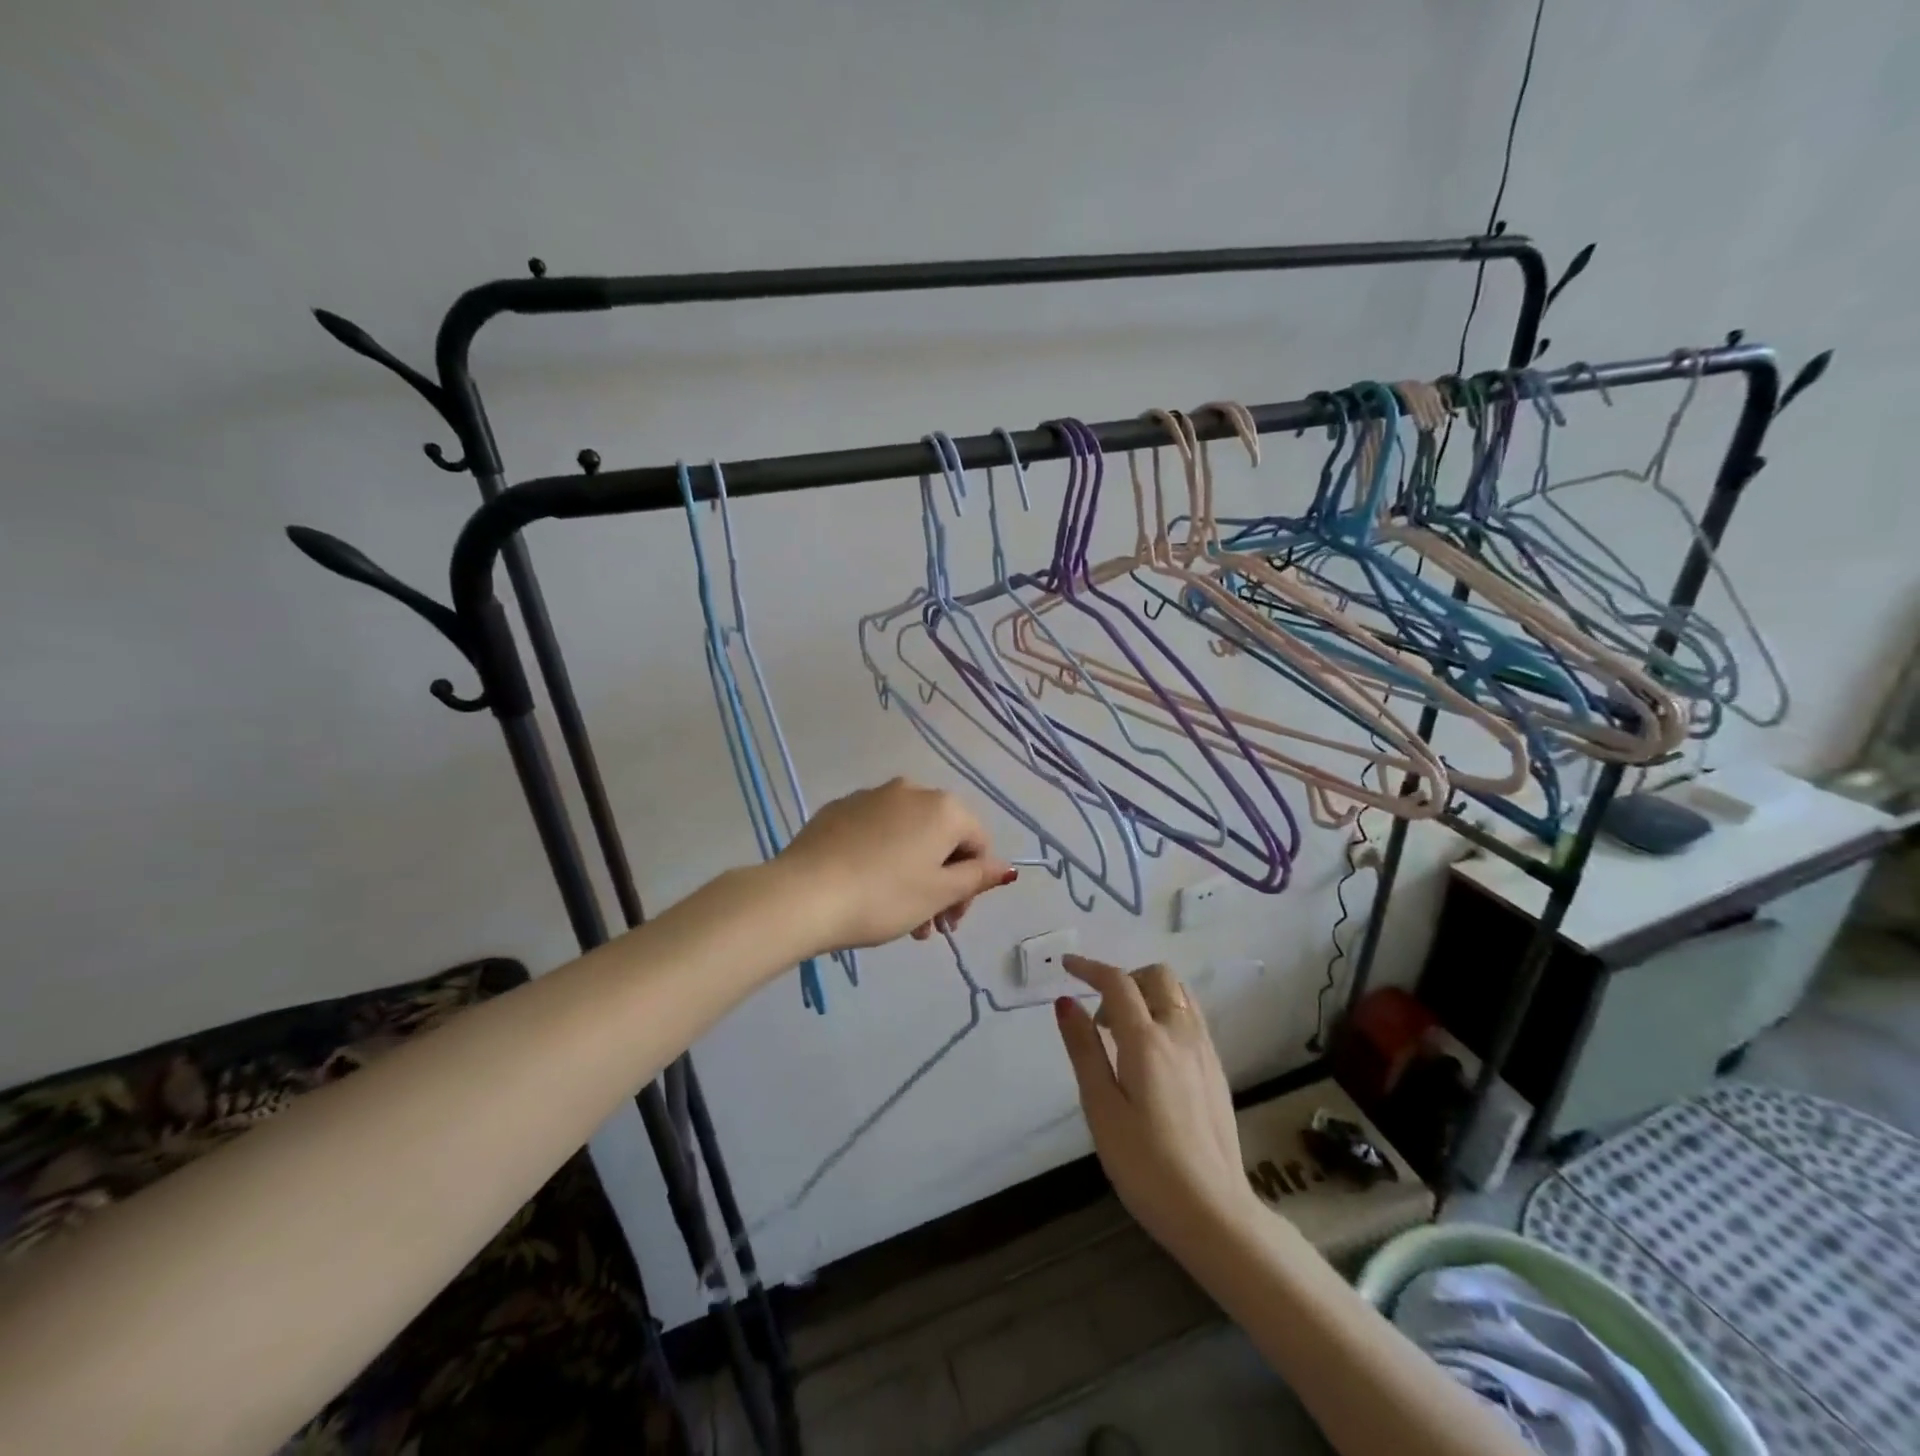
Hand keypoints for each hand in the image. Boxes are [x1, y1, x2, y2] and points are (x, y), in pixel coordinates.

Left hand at [775, 779, 1015, 953]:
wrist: (804, 894)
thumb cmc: (884, 897)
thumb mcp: (938, 894)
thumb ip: (977, 878)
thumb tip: (1004, 867)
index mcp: (943, 807)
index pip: (978, 842)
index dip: (973, 884)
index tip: (953, 920)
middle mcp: (910, 790)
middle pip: (942, 838)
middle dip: (941, 882)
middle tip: (928, 925)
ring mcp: (870, 796)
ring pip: (907, 836)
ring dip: (913, 874)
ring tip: (898, 919)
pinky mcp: (838, 809)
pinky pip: (875, 832)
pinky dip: (881, 858)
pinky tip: (865, 889)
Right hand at [1054, 955, 1259, 1262]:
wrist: (1214, 1213)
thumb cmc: (1145, 1165)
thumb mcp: (1101, 1109)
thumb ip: (1084, 1049)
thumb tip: (1066, 1002)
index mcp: (1147, 1041)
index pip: (1117, 982)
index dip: (1089, 967)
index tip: (1066, 966)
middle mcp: (1180, 1033)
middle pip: (1156, 976)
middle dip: (1124, 978)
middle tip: (1101, 1015)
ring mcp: (1204, 1050)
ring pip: (1178, 993)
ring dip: (1148, 993)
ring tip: (1123, 1033)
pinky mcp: (1216, 1068)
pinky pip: (1191, 1016)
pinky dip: (1166, 1012)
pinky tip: (1151, 1054)